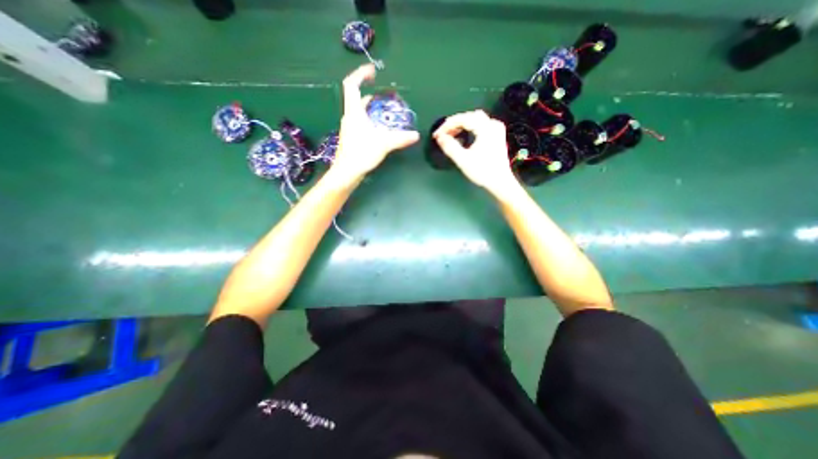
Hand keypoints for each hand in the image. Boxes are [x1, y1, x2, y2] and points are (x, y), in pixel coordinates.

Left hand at [331, 63, 421, 183]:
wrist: (346, 172)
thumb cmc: (361, 154)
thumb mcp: (383, 144)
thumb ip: (400, 138)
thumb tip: (416, 135)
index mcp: (354, 112)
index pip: (352, 85)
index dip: (360, 74)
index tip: (372, 71)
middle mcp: (349, 117)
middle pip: (356, 99)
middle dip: (370, 94)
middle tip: (385, 97)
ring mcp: (349, 128)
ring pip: (359, 112)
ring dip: (370, 109)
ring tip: (385, 113)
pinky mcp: (351, 138)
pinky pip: (360, 123)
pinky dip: (369, 120)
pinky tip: (379, 130)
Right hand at [434, 110, 516, 196]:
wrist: (500, 182)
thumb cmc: (483, 172)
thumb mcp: (463, 160)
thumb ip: (450, 147)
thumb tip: (439, 137)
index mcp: (486, 129)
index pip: (463, 119)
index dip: (447, 125)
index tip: (437, 134)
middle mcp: (493, 125)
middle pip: (470, 116)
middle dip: (454, 123)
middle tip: (442, 133)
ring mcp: (496, 130)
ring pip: (475, 119)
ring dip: (461, 125)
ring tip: (450, 134)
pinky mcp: (497, 136)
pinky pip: (480, 125)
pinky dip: (469, 127)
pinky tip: (463, 134)